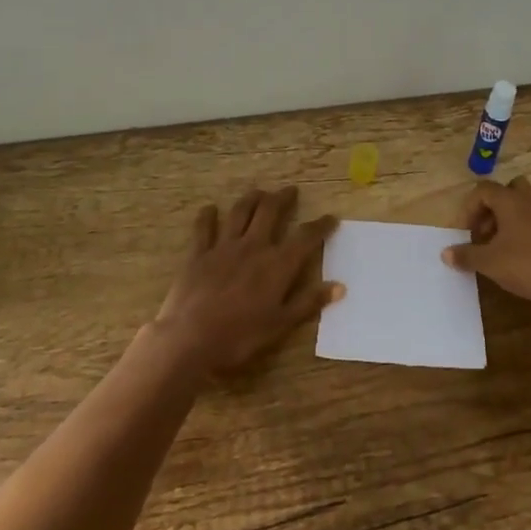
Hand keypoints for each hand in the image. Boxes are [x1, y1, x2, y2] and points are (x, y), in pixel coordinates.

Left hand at [152, 186, 341, 375]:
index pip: (305, 237)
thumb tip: (340, 286)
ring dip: (251, 199)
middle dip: (282, 198)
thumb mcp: (281, 324)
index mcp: (277, 264)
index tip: (331, 218)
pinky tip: (210, 208)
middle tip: (290, 190)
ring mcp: (223, 247)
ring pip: (240, 213)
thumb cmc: (240, 336)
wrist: (190, 339)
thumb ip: (309, 302)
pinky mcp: (198, 254)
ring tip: (259, 192)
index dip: (320, 226)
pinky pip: (204, 228)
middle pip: (270, 212)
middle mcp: (253, 247)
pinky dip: (207, 216)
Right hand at [442, 177, 530, 310]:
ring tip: (499, 246)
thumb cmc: (526, 265)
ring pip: (524, 205)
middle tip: (483, 233)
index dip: (468, 208)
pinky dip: (524, 230)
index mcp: (510, 200)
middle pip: (507, 190)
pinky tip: (520, 255)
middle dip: (491, 209)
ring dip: (508, 220)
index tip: (464, 233)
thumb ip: (466, 255)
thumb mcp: (489, 262)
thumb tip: (445, 254)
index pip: (483, 190)